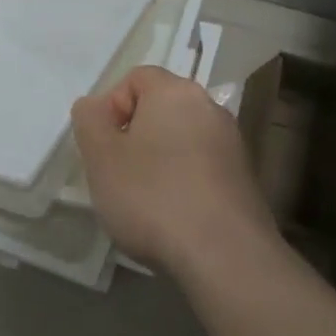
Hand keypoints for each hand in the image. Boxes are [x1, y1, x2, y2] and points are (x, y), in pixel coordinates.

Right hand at [71, 65, 277, 276]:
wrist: (225, 257)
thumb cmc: (153, 197)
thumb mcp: (101, 157)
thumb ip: (90, 120)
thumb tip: (94, 106)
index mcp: (175, 92)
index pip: (136, 78)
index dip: (112, 107)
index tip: (104, 146)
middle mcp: (210, 108)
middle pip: (160, 108)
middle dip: (134, 135)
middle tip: (117, 173)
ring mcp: (232, 144)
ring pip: (181, 139)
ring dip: (159, 160)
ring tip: (144, 201)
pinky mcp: (245, 179)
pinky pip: (202, 167)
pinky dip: (184, 182)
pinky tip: (174, 216)